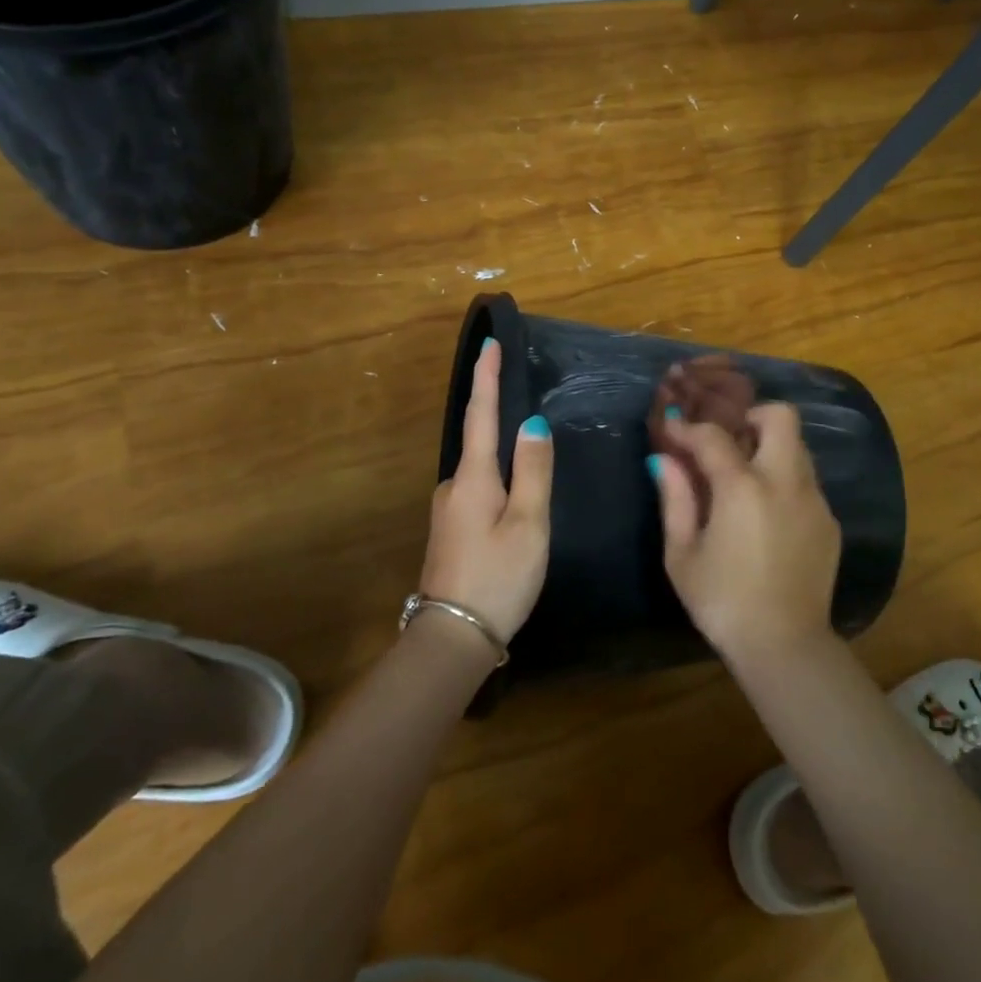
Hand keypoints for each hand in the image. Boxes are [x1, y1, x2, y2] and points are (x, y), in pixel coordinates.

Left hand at [421, 338, 552, 647]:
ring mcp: (448, 510)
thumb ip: (533, 471)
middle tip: (528, 407)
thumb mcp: (528, 523)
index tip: (489, 342)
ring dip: (501, 459)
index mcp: (472, 477)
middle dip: (498, 418)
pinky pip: (478, 492)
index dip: (486, 377)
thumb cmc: (498, 577)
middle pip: (480, 441)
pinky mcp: (451, 532)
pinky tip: (515, 502)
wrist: (453, 639)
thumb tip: (531, 424)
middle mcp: (453, 485)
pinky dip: (497, 483)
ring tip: (531, 462)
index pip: (481, 413)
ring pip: (482, 472)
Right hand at [650, 403, 841, 666]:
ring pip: (798, 448)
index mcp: (744, 488)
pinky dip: (784, 482)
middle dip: (751, 416)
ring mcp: (814, 500)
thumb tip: (664, 460)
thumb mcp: (683, 554)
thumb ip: (674, 499)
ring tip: (744, 477)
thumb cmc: (723, 601)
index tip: (673, 430)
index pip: (714, 436)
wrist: (784, 646)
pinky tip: (767, 515)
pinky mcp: (829, 522)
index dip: (689, 429)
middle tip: (728, 439)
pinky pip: (806, 483)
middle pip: (780, 417)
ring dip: (770, 448)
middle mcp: (786, 482)